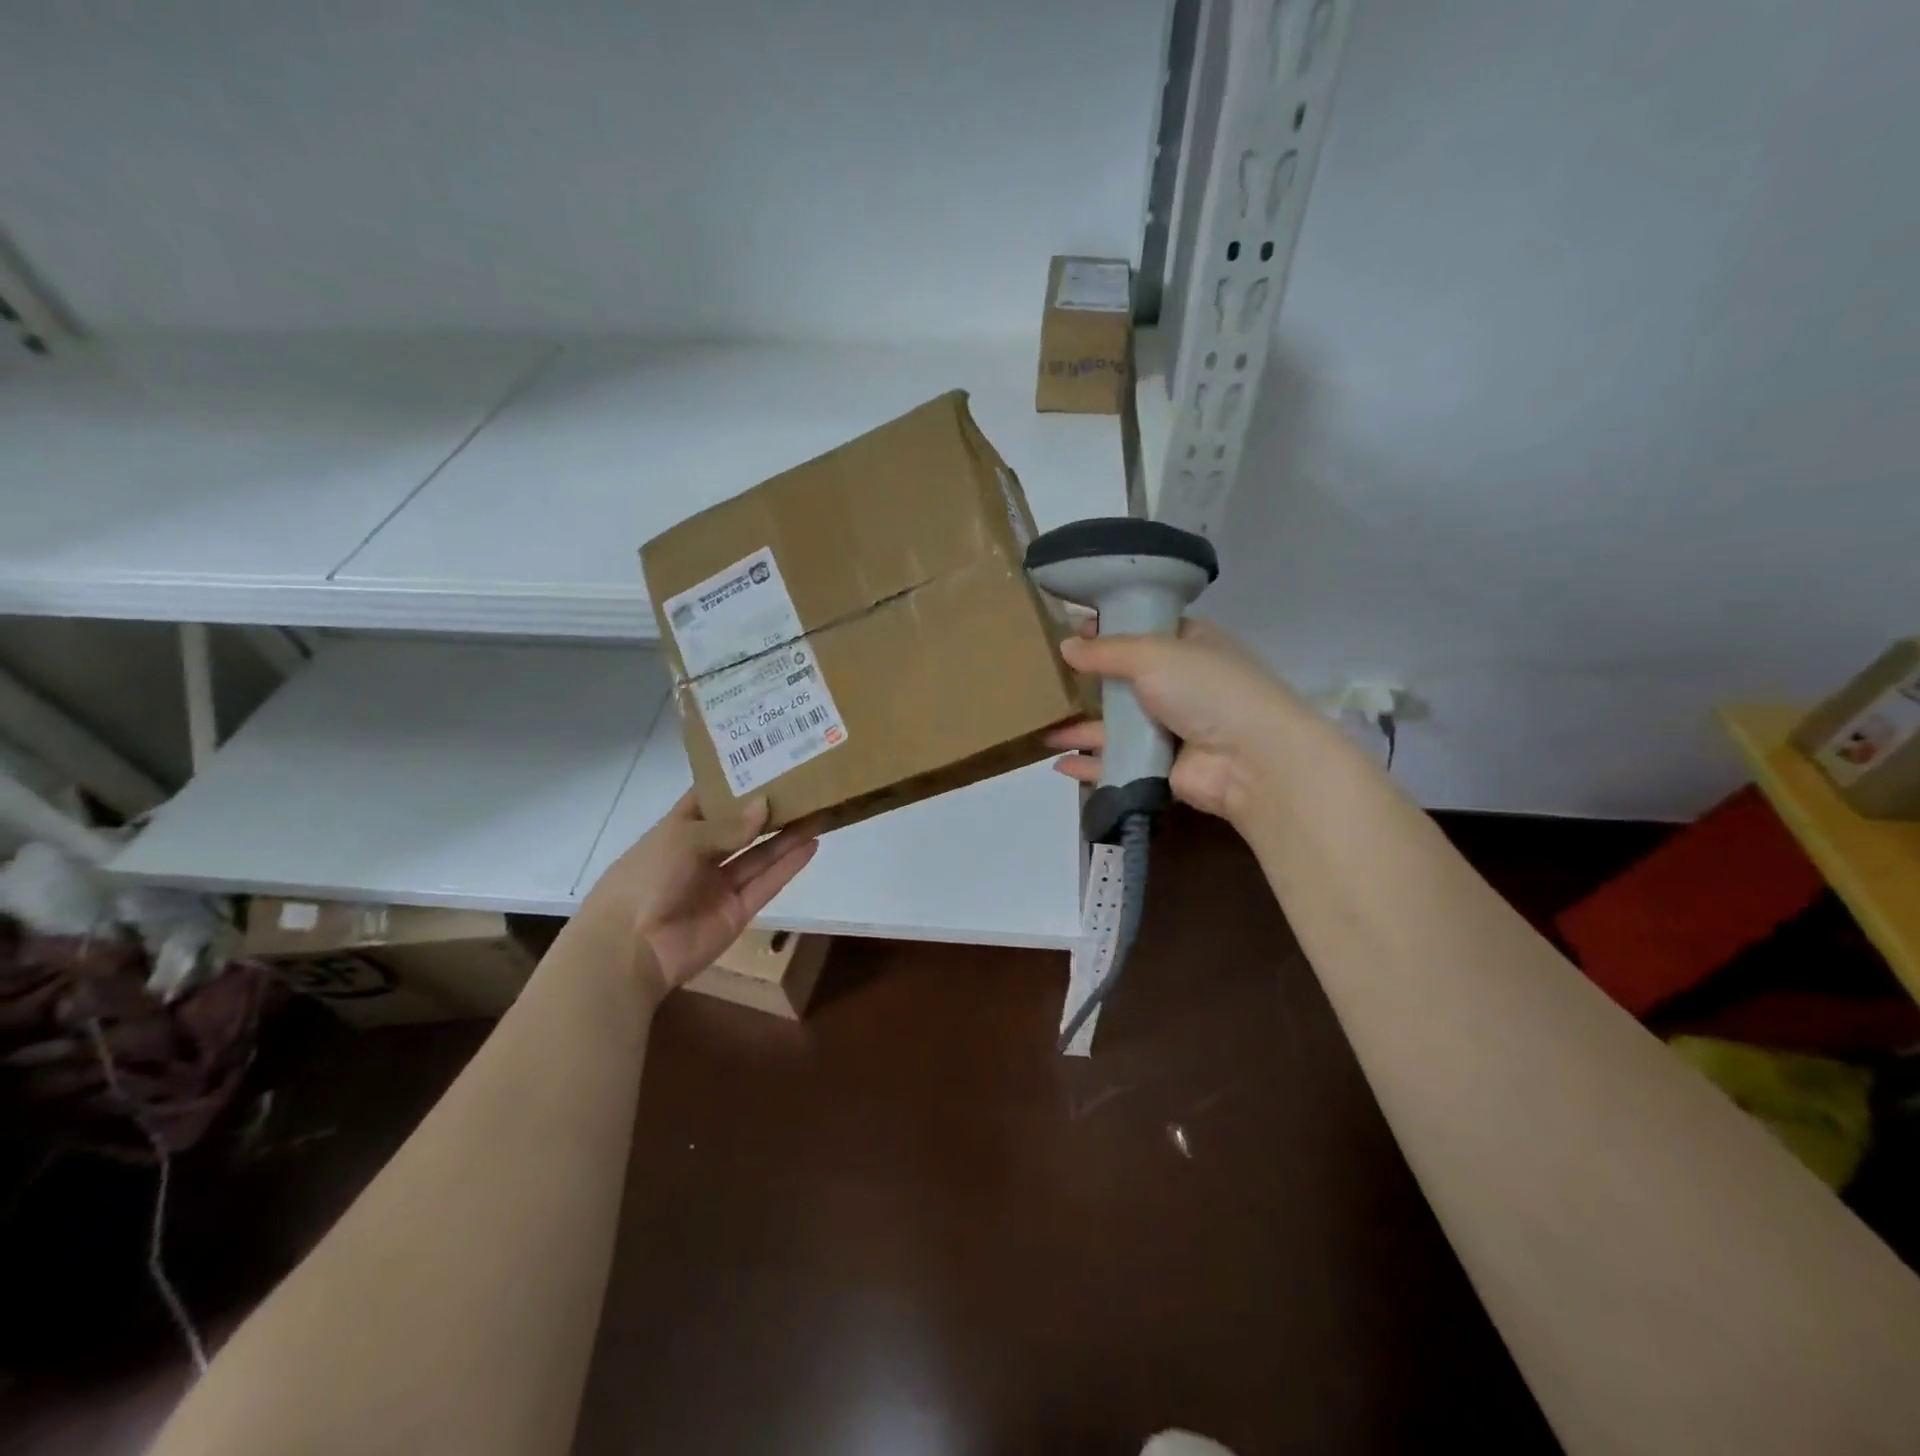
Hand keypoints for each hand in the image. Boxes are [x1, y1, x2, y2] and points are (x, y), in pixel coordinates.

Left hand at [583, 791, 818, 994]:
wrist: (630, 949)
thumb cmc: (646, 880)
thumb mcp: (682, 841)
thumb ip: (728, 826)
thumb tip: (765, 804)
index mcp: (678, 831)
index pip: (709, 799)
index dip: (734, 781)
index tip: (766, 760)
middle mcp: (701, 855)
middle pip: (741, 828)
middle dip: (769, 810)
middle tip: (804, 785)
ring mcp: (720, 884)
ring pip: (759, 854)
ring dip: (786, 835)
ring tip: (818, 811)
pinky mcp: (738, 910)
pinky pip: (766, 883)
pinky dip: (788, 866)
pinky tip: (811, 844)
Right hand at [1045, 617, 1311, 825]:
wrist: (1249, 758)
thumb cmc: (1206, 688)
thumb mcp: (1153, 653)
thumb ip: (1106, 651)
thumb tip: (1066, 646)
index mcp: (1189, 645)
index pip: (1143, 630)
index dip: (1107, 629)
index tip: (1067, 630)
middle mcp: (1180, 684)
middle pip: (1124, 681)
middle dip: (1087, 682)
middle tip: (1044, 680)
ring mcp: (1171, 728)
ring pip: (1117, 725)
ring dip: (1081, 728)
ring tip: (1041, 729)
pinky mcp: (1162, 767)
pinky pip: (1118, 762)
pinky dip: (1090, 764)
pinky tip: (1059, 764)